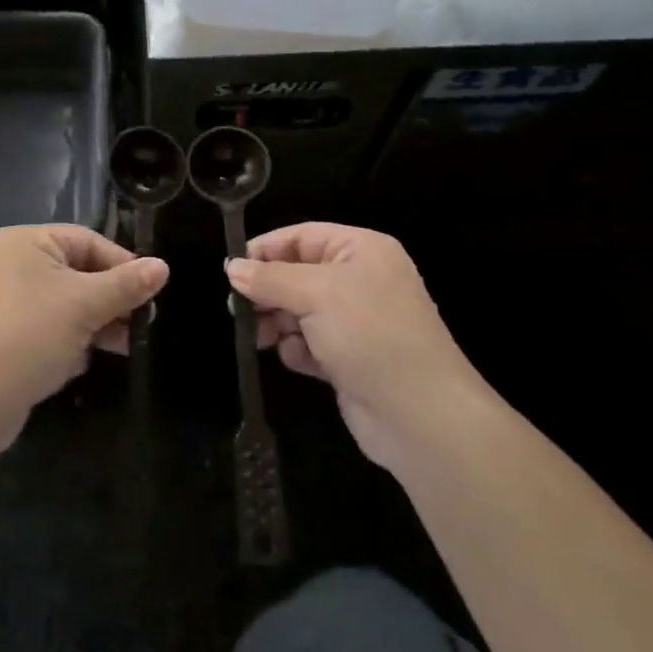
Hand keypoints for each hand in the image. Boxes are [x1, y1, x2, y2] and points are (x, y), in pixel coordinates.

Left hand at [0, 225, 166, 445]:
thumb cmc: (30, 334)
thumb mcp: (86, 305)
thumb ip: (126, 285)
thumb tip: (163, 267)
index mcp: (26, 242)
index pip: (88, 241)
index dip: (123, 265)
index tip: (152, 292)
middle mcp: (11, 264)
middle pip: (77, 273)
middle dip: (110, 301)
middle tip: (140, 325)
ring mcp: (2, 302)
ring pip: (63, 305)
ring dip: (93, 324)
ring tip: (121, 347)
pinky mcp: (0, 338)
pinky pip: (45, 330)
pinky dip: (66, 342)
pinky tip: (78, 363)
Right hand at [226, 223, 491, 471]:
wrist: (421, 416)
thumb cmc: (369, 335)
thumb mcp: (315, 294)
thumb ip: (269, 279)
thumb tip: (232, 268)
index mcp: (362, 250)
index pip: (302, 236)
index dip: (266, 250)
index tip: (231, 270)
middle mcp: (361, 280)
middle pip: (298, 273)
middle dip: (269, 292)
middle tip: (238, 310)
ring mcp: (357, 322)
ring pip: (300, 310)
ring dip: (280, 322)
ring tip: (262, 338)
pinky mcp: (351, 358)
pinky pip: (311, 343)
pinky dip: (299, 350)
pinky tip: (299, 360)